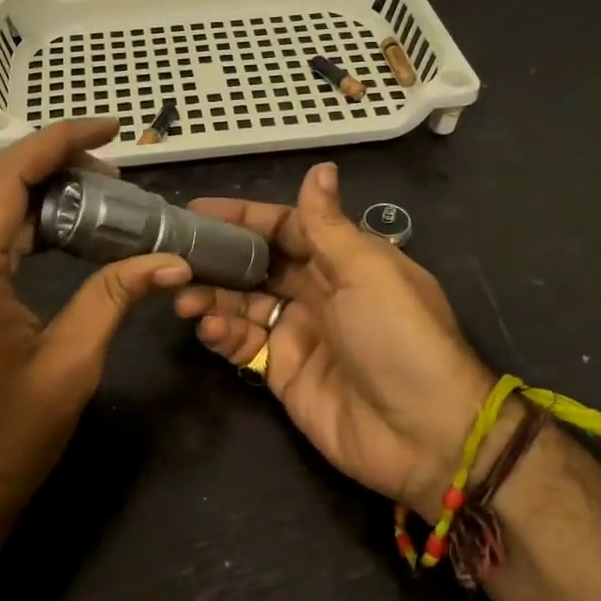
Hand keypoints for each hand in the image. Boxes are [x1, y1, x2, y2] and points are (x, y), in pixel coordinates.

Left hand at [0, 120, 191, 540]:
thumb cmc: (10, 438)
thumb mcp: (73, 363)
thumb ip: (115, 296)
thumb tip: (172, 260)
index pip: (5, 179)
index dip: (58, 142)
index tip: (110, 128)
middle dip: (50, 161)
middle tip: (114, 170)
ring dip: (35, 189)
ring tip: (98, 195)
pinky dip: (20, 220)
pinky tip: (62, 230)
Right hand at [176, 162, 500, 518]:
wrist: (423, 433)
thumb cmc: (397, 337)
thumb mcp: (366, 271)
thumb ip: (328, 225)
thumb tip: (320, 168)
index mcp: (344, 261)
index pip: (286, 228)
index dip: (244, 217)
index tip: (197, 210)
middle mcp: (319, 292)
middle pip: (258, 266)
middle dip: (219, 259)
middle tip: (176, 257)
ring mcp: (299, 334)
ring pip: (244, 305)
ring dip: (212, 298)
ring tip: (184, 299)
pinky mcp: (284, 373)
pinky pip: (245, 345)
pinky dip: (222, 335)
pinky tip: (208, 330)